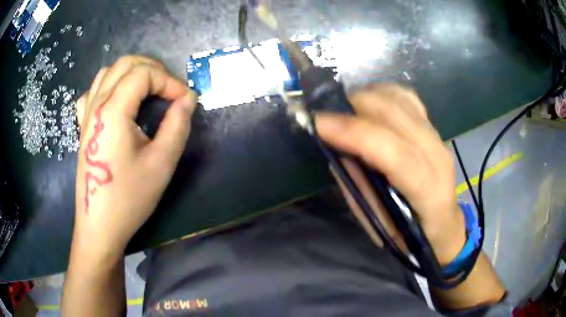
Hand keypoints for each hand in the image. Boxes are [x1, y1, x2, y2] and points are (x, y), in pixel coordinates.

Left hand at [73, 56, 195, 257]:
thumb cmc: (129, 198)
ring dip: (132, 73)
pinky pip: (93, 91)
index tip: (185, 101)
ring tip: (148, 90)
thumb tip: (188, 99)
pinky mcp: (83, 126)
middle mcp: (96, 104)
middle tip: (169, 90)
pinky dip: (109, 85)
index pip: (144, 74)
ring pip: (108, 72)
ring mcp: (86, 114)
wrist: (100, 225)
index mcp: (113, 111)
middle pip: (125, 64)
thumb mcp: (161, 163)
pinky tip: (117, 100)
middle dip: (153, 69)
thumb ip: (177, 125)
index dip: (169, 81)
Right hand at [316, 84, 465, 264]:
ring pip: (400, 100)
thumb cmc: (411, 234)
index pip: (394, 153)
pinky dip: (383, 94)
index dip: (355, 133)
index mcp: (427, 192)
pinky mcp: (434, 127)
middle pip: (396, 115)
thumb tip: (337, 149)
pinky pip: (406, 97)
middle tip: (328, 117)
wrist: (444, 224)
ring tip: (345, 111)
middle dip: (355, 106)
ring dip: (366, 98)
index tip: (319, 124)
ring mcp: (438, 137)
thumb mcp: (379, 224)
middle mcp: (437, 156)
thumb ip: (360, 186)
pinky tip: (370, 104)